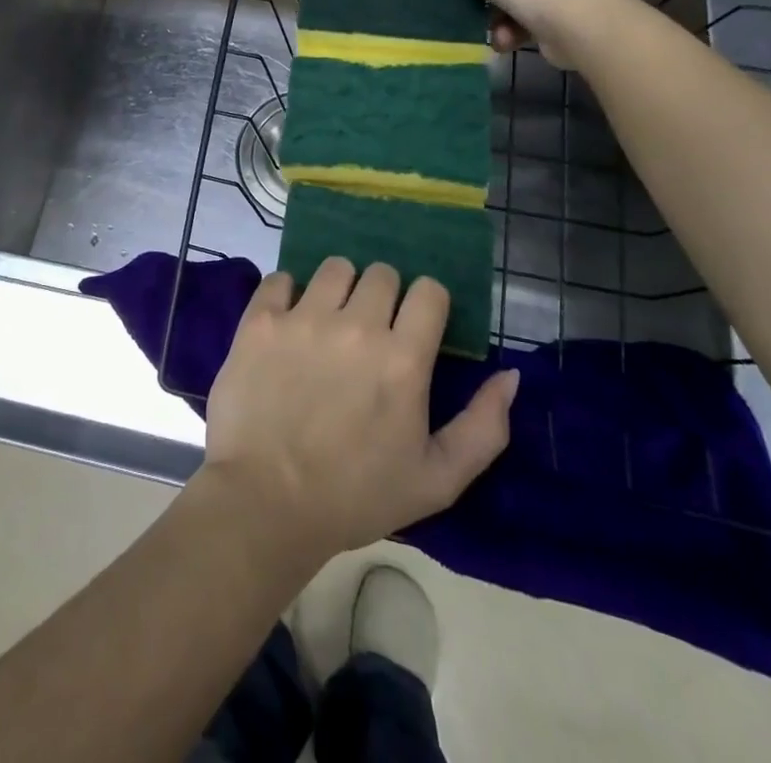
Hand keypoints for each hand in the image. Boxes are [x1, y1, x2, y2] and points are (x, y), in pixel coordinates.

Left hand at [200, 259, 519, 565]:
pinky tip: (288, 321)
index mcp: (402, 359)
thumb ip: (484, 426)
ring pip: (335, 267)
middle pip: (382, 273)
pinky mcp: (260, 320)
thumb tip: (510, 375)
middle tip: (371, 329)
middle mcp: (355, 326)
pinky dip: (287, 293)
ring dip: (339, 288)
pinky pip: (280, 278)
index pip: (429, 290)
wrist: (266, 502)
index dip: (427, 304)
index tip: (416, 326)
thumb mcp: (438, 480)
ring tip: (330, 320)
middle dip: (384, 296)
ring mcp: (303, 319)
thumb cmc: (356, 496)